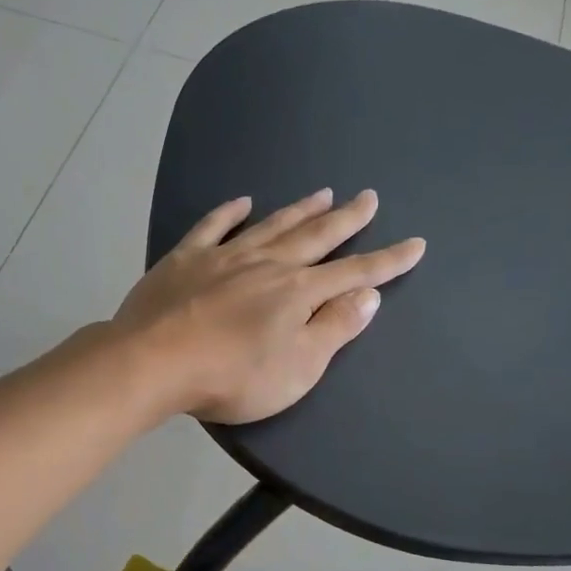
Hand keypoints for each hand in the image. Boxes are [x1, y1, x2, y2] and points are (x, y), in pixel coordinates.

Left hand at [113, 189, 425, 423]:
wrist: (154, 363)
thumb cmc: (232, 377)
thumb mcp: (296, 368)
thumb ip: (333, 330)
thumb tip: (366, 295)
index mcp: (297, 293)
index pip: (353, 273)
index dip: (386, 262)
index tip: (415, 244)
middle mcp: (266, 265)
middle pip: (314, 237)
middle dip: (347, 220)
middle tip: (369, 197)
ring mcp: (223, 258)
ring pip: (271, 226)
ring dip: (299, 210)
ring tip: (323, 193)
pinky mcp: (184, 261)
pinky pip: (212, 227)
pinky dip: (228, 213)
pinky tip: (242, 201)